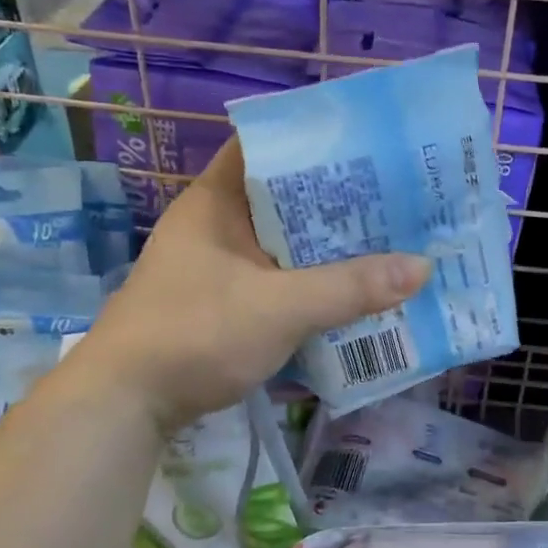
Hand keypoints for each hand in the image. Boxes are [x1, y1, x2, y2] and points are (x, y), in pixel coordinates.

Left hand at [84, 141, 431, 432]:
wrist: (125, 404)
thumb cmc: (195, 335)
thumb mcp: (280, 308)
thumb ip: (350, 288)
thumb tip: (422, 267)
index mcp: (217, 201)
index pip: (269, 147)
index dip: (317, 142)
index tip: (370, 147)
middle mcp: (217, 225)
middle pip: (285, 198)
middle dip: (338, 200)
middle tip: (397, 198)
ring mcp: (218, 265)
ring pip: (285, 243)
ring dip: (328, 246)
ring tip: (389, 239)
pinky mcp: (224, 302)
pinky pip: (279, 278)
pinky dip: (312, 281)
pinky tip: (352, 290)